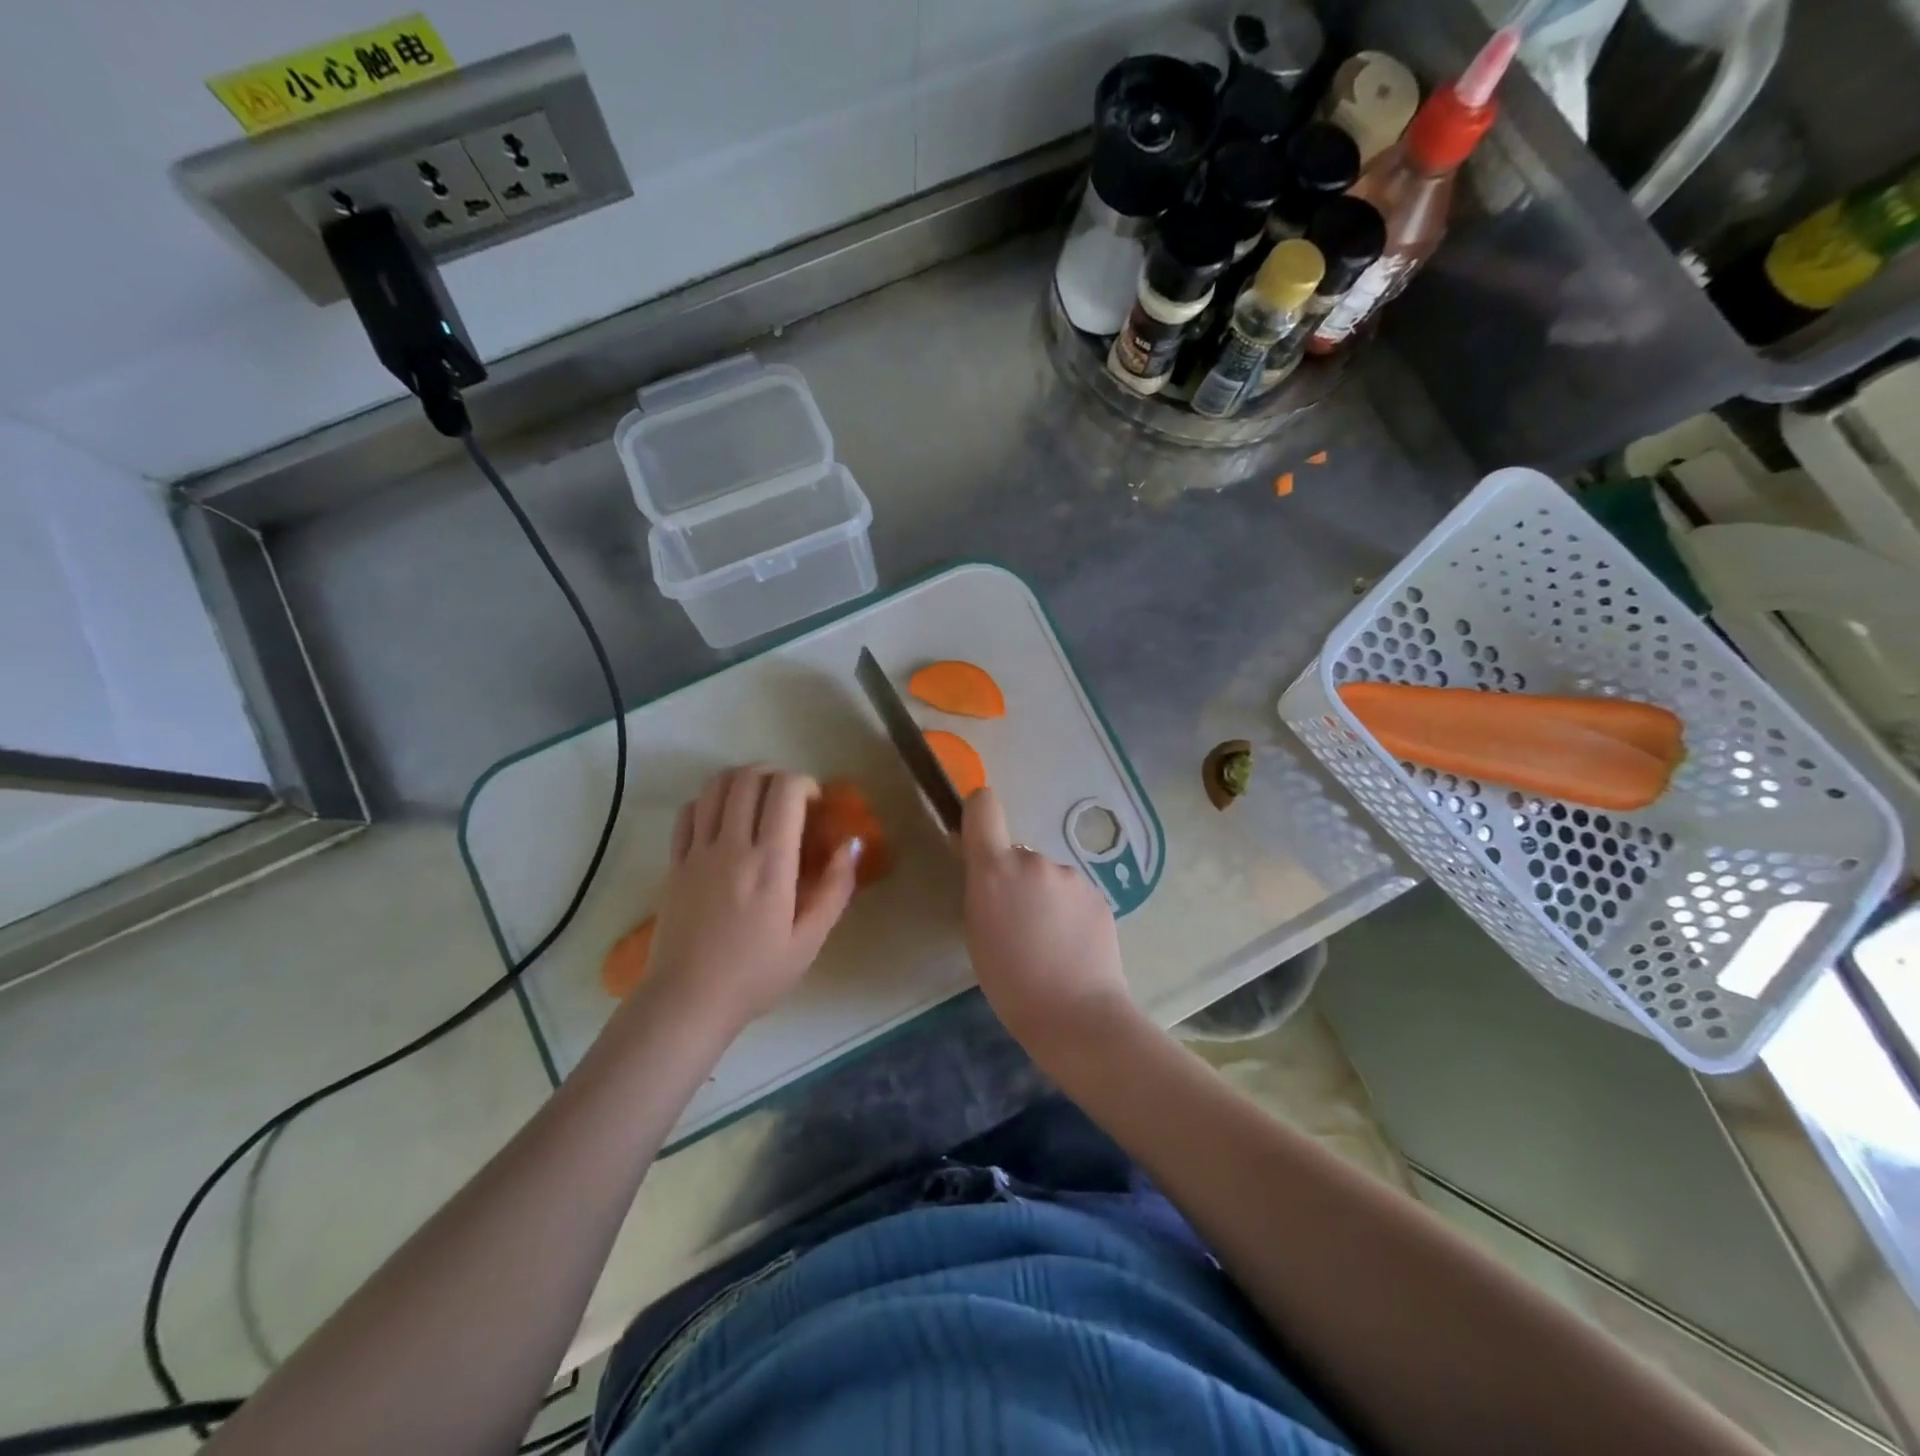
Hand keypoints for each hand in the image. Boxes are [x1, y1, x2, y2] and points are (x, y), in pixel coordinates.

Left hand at [640, 766, 859, 1035]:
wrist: (687, 1001)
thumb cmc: (755, 975)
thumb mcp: (809, 941)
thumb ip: (835, 889)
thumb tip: (852, 844)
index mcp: (770, 864)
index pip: (785, 790)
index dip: (805, 783)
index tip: (815, 805)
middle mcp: (732, 847)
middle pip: (749, 777)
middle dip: (776, 775)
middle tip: (789, 800)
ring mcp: (698, 852)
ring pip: (716, 786)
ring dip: (742, 781)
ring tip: (758, 802)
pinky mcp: (674, 862)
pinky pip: (689, 812)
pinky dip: (710, 801)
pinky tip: (724, 820)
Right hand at [960, 787, 1130, 1053]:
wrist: (1077, 1014)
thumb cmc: (1011, 982)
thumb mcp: (977, 933)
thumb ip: (978, 888)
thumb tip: (977, 860)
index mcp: (996, 869)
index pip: (984, 807)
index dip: (978, 813)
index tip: (977, 837)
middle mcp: (1034, 860)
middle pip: (1016, 853)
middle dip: (1013, 878)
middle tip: (1016, 922)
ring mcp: (1070, 876)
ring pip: (1046, 876)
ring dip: (1042, 895)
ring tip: (1047, 941)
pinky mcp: (1098, 894)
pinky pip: (1071, 893)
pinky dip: (1067, 910)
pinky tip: (1071, 945)